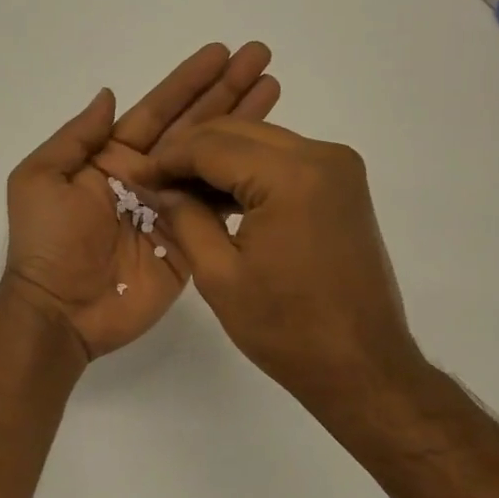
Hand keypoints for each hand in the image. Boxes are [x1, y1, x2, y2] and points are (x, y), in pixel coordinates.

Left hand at [2, 44, 278, 359]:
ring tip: (275, 89)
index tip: (221, 52)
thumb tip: (110, 94)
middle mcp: (147, 176)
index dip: (188, 81)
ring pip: (214, 160)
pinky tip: (270, 154)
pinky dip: (243, 180)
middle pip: (194, 127)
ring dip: (244, 126)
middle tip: (260, 57)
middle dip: (226, 92)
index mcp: (112, 157)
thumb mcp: (41, 179)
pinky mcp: (191, 242)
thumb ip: (76, 137)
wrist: (61, 311)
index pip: (158, 110)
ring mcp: (172, 209)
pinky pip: (219, 206)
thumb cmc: (47, 242)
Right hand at [147, 119, 422, 415]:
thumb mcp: (219, 274)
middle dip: (191, 152)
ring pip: (261, 141)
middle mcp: (322, 155)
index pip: (212, 146)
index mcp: (291, 176)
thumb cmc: (287, 328)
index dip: (168, 158)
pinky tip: (221, 197)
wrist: (362, 364)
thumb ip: (185, 218)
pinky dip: (250, 171)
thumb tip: (160, 186)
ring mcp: (339, 167)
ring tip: (181, 191)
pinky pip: (285, 160)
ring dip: (220, 159)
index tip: (136, 175)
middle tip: (155, 181)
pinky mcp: (344, 184)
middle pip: (239, 133)